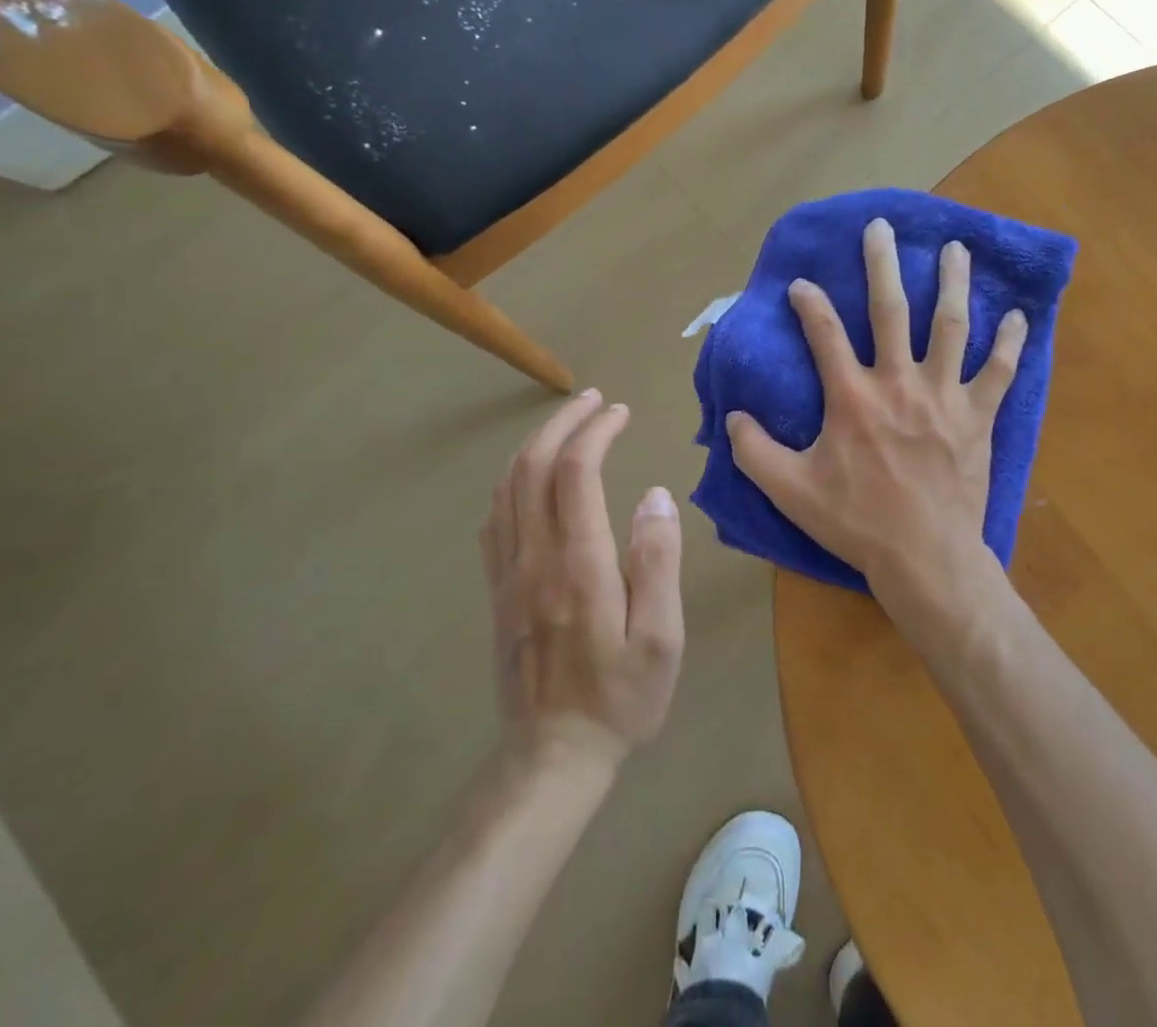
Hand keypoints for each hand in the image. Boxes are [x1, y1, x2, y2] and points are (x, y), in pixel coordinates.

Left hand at [481, 391, 684, 774]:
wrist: (554, 756)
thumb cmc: (622, 696)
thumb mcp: (662, 637)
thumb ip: (658, 561)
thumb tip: (655, 495)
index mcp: (579, 564)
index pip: (576, 473)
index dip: (596, 431)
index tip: (619, 412)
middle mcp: (536, 558)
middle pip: (533, 467)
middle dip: (562, 423)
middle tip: (592, 400)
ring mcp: (509, 574)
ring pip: (508, 488)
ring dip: (534, 445)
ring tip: (566, 424)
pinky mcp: (498, 592)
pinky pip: (494, 520)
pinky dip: (512, 482)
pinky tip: (530, 478)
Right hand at [725, 218, 1026, 601]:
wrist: (925, 558)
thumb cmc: (857, 523)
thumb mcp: (790, 491)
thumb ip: (754, 451)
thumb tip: (732, 416)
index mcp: (852, 397)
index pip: (825, 333)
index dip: (810, 303)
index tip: (802, 283)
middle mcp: (898, 383)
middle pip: (890, 310)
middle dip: (883, 264)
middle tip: (882, 227)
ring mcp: (944, 397)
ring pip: (951, 326)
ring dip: (952, 283)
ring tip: (955, 248)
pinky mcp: (978, 417)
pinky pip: (1000, 372)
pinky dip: (1009, 343)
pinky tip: (1016, 315)